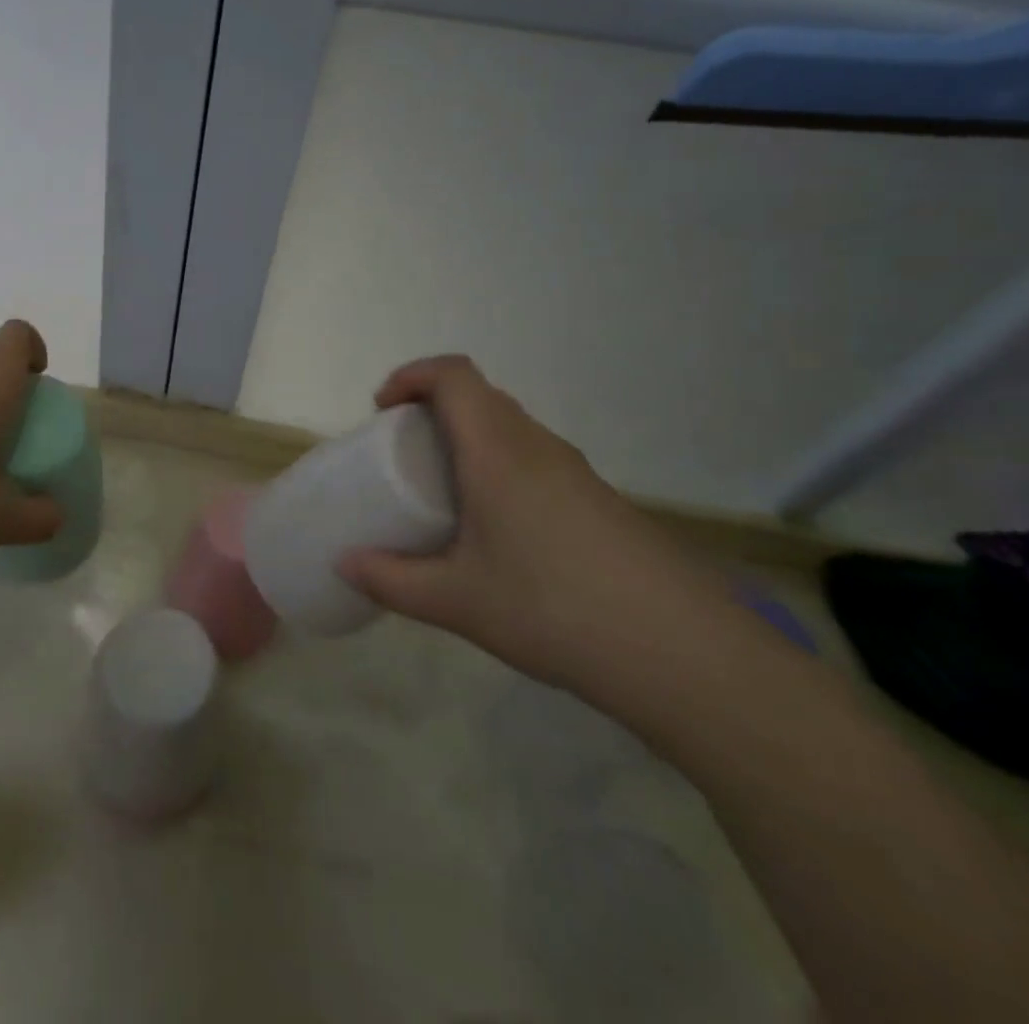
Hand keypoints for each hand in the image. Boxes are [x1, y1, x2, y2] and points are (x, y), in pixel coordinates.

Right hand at [337, 355, 737, 705]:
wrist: (684, 654)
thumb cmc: (554, 609)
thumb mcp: (457, 602)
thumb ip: (392, 581)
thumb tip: (344, 565)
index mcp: (498, 451)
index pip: (453, 375)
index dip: (411, 376)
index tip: (382, 410)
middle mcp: (537, 446)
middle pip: (480, 397)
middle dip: (432, 409)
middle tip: (402, 455)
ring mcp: (575, 471)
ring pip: (510, 428)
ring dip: (469, 439)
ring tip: (443, 493)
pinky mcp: (599, 500)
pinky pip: (535, 458)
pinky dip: (500, 467)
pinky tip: (497, 530)